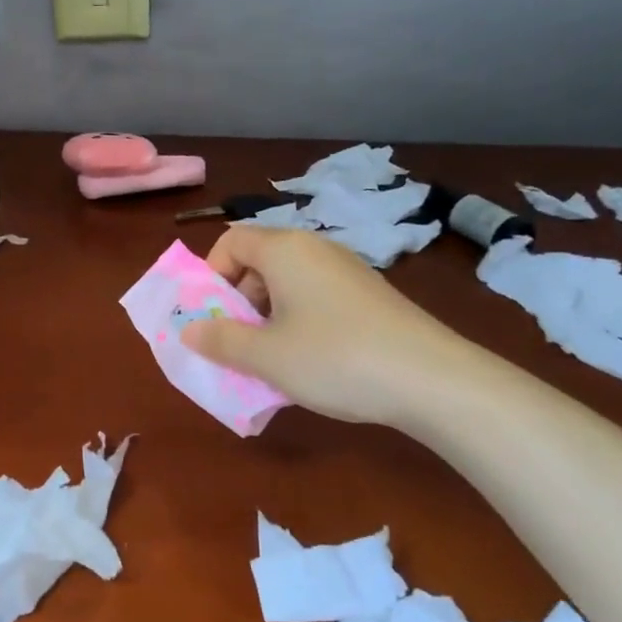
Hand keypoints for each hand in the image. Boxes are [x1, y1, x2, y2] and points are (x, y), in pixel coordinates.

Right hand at [181, 226, 483, 427]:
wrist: (432, 380)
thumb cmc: (334, 358)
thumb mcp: (265, 356)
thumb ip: (219, 340)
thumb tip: (189, 329)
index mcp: (284, 250)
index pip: (230, 241)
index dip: (212, 275)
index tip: (215, 316)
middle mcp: (315, 249)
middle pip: (259, 260)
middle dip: (238, 299)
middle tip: (241, 341)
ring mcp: (347, 270)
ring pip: (288, 282)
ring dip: (268, 314)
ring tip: (274, 356)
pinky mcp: (370, 295)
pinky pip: (317, 296)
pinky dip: (300, 320)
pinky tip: (313, 359)